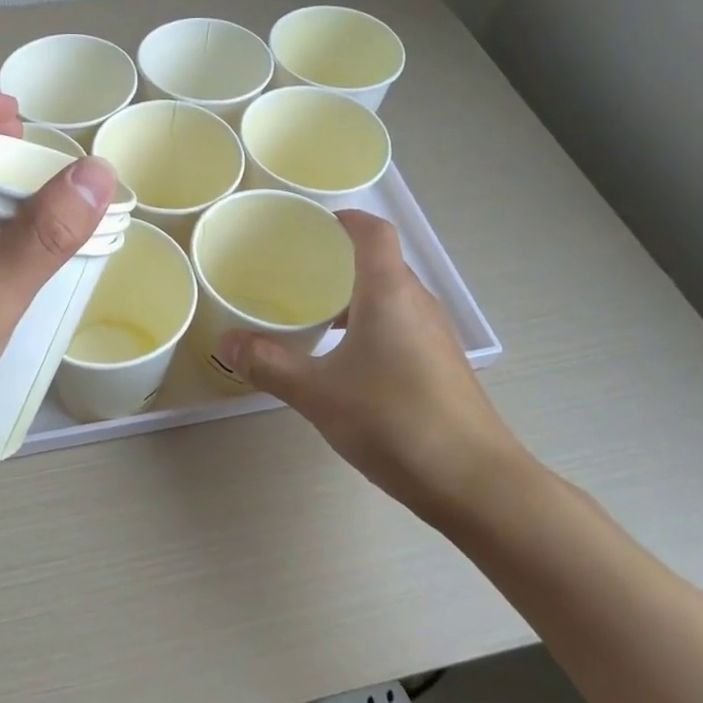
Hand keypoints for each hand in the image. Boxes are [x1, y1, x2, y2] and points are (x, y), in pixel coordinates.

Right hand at [217, 210, 531, 523]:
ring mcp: (435, 334)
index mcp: (390, 292)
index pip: (373, 231)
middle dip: (339, 260)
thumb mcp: (319, 394)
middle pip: (380, 261)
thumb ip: (270, 364)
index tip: (309, 227)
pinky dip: (371, 323)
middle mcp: (417, 302)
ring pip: (391, 295)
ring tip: (314, 316)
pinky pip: (401, 323)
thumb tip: (225, 341)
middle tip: (295, 272)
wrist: (477, 484)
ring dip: (355, 295)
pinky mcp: (442, 363)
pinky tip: (346, 360)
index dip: (344, 219)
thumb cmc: (395, 422)